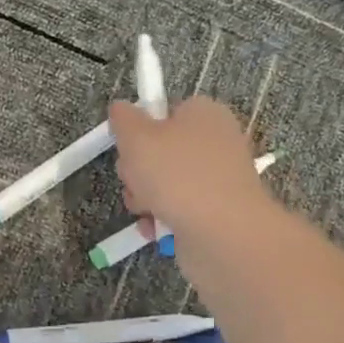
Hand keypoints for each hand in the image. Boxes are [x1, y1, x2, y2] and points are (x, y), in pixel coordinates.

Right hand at [109, 97, 271, 236]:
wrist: (222, 233)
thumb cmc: (177, 175)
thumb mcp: (136, 137)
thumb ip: (123, 118)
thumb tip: (121, 109)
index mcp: (204, 113)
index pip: (165, 112)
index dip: (141, 130)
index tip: (129, 147)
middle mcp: (216, 142)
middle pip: (162, 150)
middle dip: (138, 169)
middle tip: (135, 180)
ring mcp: (218, 180)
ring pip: (166, 184)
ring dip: (145, 197)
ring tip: (146, 209)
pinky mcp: (217, 212)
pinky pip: (179, 210)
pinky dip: (162, 219)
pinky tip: (155, 228)